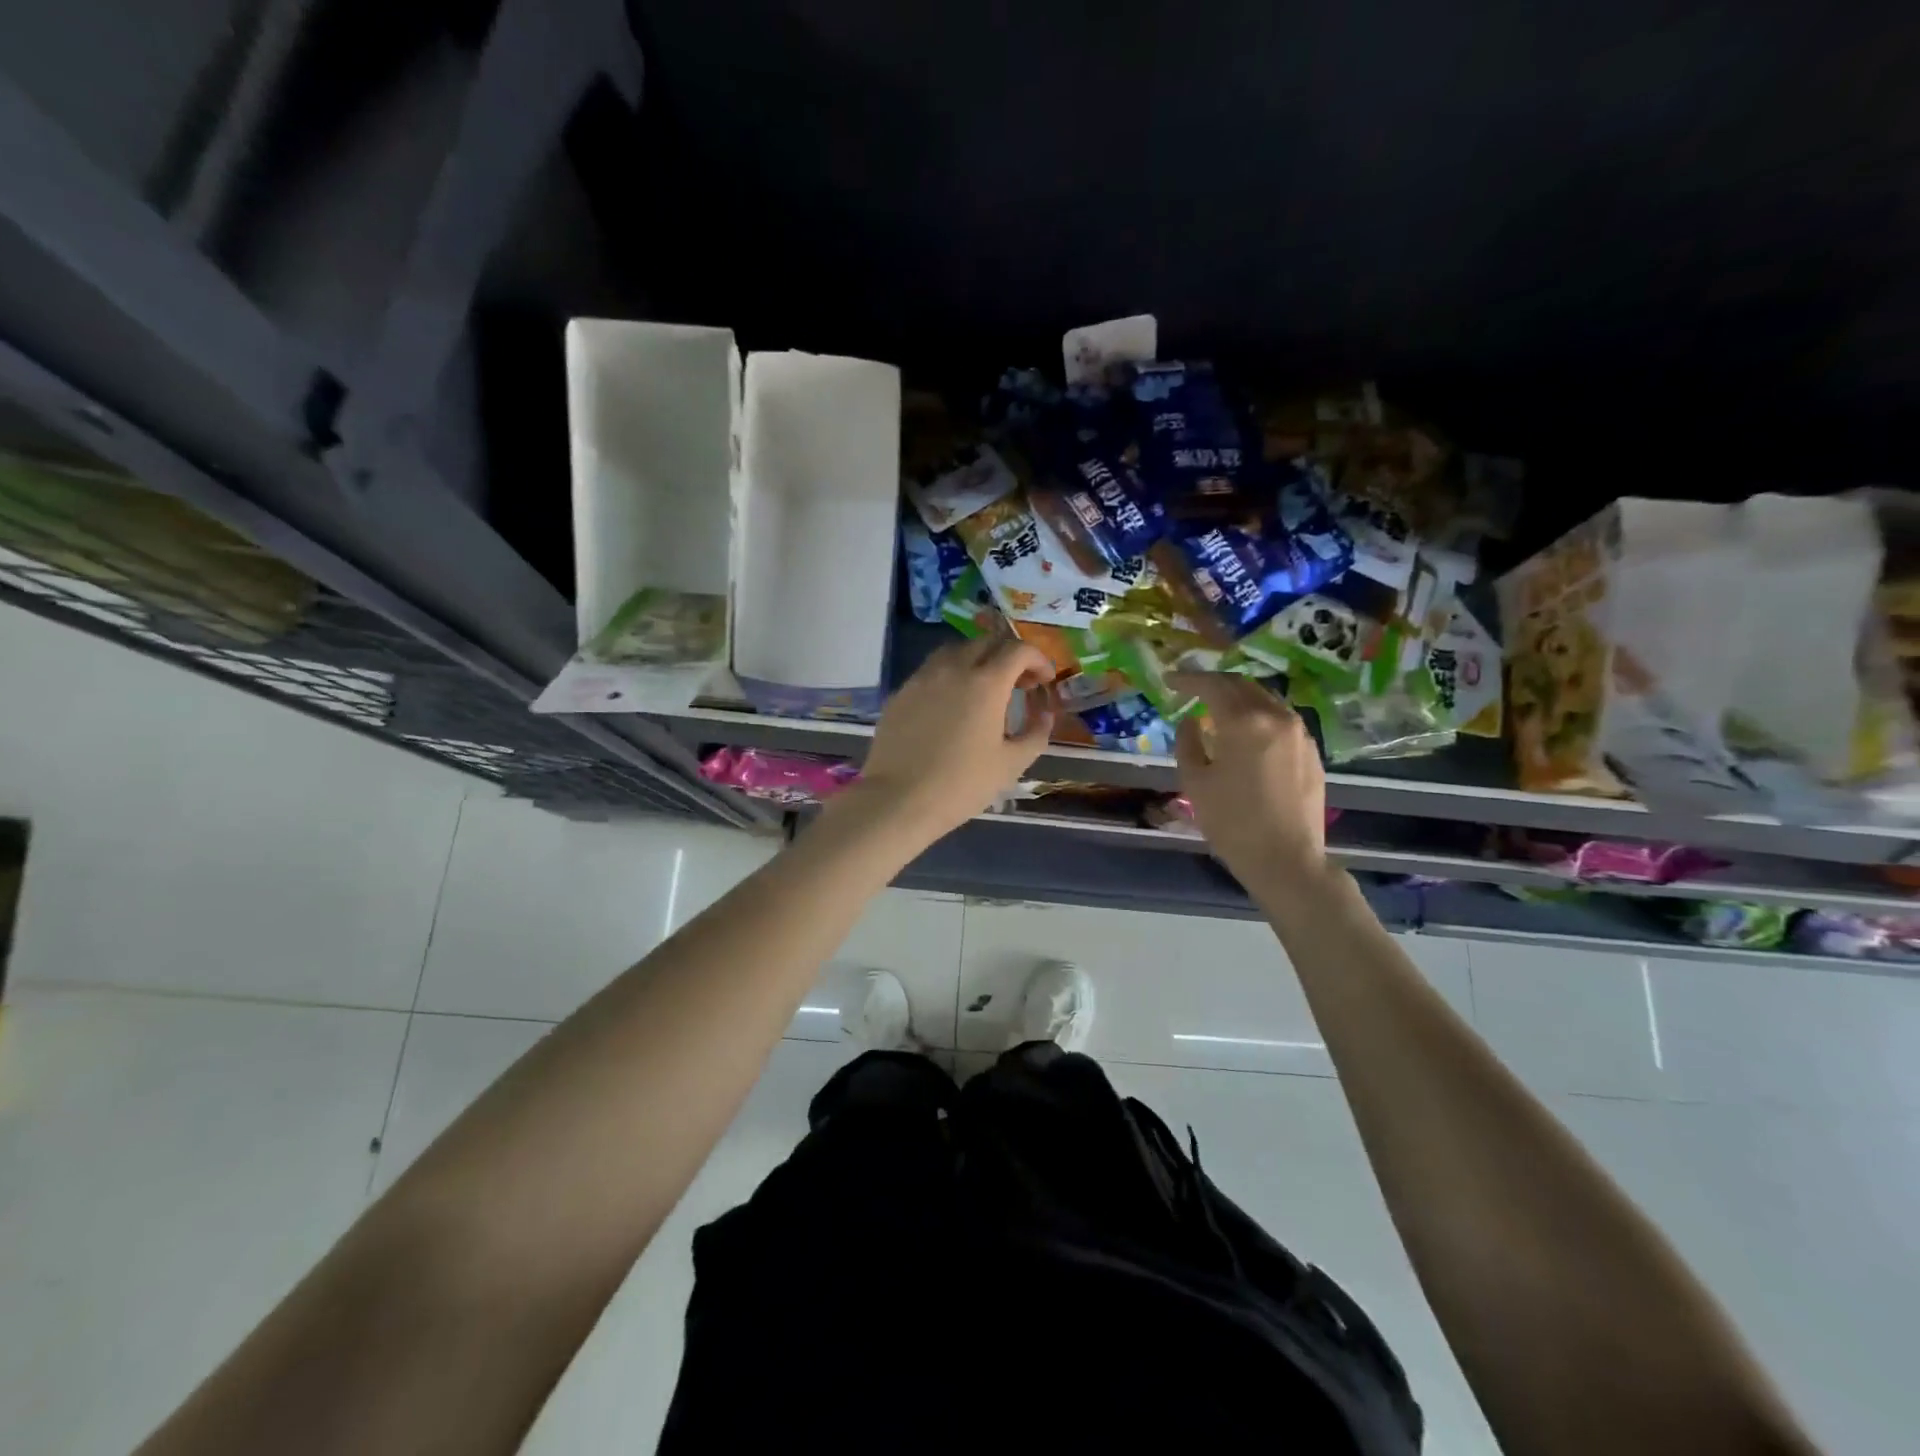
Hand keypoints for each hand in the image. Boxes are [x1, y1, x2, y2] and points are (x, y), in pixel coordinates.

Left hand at [848, 636, 1055, 844]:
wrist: (899, 799)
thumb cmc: (962, 784)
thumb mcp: (1012, 764)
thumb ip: (1036, 734)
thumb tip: (1044, 716)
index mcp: (986, 683)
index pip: (1018, 650)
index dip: (1038, 659)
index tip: (1045, 679)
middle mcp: (953, 669)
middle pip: (986, 643)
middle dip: (1009, 656)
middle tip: (1019, 685)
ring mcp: (922, 678)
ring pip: (955, 651)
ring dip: (977, 660)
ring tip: (984, 689)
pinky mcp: (901, 693)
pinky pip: (931, 671)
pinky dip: (950, 676)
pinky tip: (952, 705)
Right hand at [1170, 672, 1328, 883]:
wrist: (1286, 860)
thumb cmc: (1232, 823)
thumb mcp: (1195, 782)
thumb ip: (1188, 742)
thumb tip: (1191, 721)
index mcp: (1244, 722)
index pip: (1212, 685)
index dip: (1188, 679)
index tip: (1170, 680)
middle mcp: (1276, 717)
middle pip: (1242, 685)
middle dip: (1214, 683)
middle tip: (1191, 690)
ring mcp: (1300, 733)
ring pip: (1265, 699)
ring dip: (1238, 697)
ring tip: (1217, 708)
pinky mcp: (1311, 751)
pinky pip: (1280, 719)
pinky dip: (1258, 715)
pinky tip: (1245, 732)